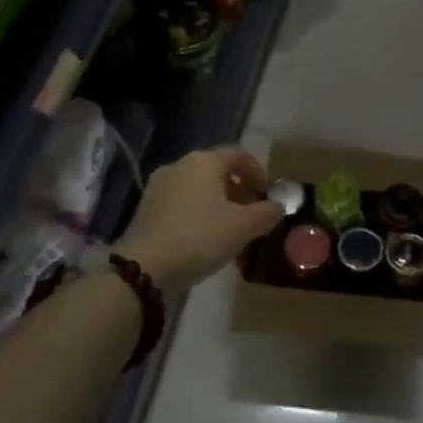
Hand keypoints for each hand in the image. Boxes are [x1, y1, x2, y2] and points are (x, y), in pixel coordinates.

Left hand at [114, 147, 282, 291]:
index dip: (257, 172)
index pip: (238, 155)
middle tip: (252, 213)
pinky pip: (181, 203)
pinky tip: (204, 237)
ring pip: (197, 187)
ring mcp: (158, 187)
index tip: (267, 194)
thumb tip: (277, 206)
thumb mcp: (244, 226)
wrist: (144, 267)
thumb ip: (267, 212)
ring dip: (218, 202)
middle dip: (238, 189)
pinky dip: (197, 212)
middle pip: (216, 170)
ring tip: (230, 228)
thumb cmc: (200, 237)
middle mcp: (179, 166)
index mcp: (204, 161)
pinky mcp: (145, 209)